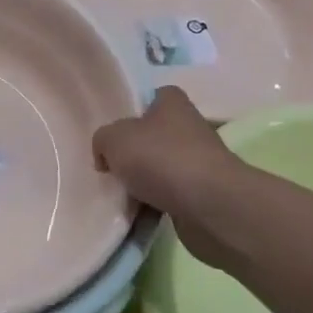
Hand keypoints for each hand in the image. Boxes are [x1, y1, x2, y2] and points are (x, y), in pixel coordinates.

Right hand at [93, 87, 249, 273]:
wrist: (210, 206)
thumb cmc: (161, 158)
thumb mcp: (113, 138)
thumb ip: (102, 139)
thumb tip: (107, 156)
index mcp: (172, 103)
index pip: (149, 98)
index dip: (129, 113)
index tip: (112, 133)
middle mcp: (189, 127)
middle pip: (151, 137)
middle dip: (131, 153)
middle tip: (109, 167)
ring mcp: (197, 162)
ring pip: (158, 169)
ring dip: (140, 182)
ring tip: (119, 194)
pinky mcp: (201, 193)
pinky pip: (167, 196)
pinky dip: (152, 205)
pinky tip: (136, 214)